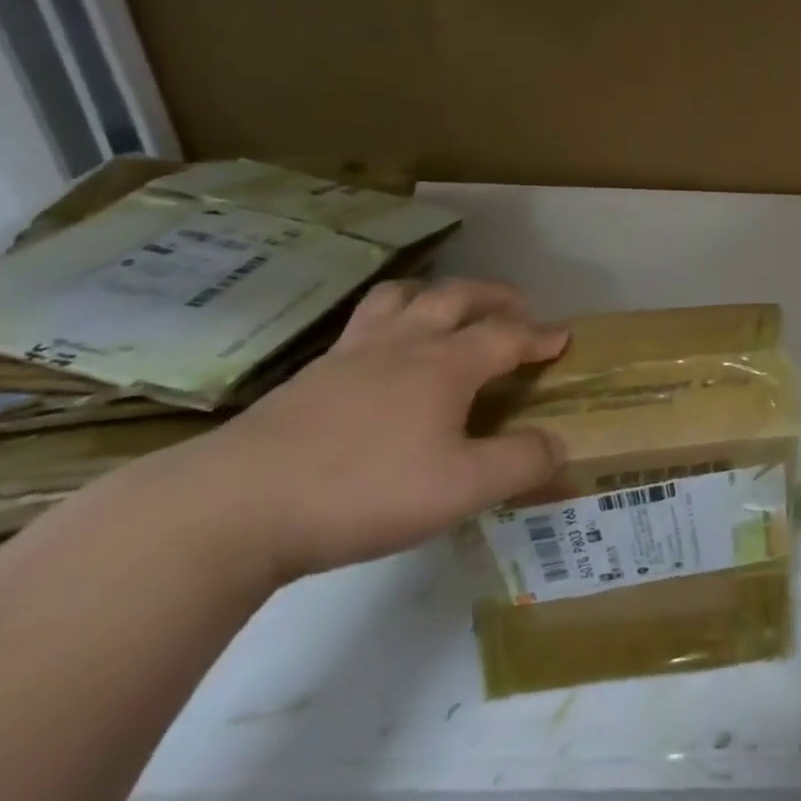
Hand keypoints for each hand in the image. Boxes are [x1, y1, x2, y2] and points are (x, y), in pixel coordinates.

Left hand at [170, 278, 570, 583]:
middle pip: (455, 296)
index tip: (563, 336)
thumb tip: (559, 445)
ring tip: (445, 312)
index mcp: (445, 364)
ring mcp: (351, 354)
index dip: (540, 334)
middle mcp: (403, 344)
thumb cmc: (365, 490)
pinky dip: (388, 321)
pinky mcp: (310, 376)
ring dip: (433, 295)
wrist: (237, 505)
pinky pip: (361, 325)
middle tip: (515, 307)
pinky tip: (382, 356)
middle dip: (493, 296)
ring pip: (399, 298)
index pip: (507, 335)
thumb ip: (520, 464)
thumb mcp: (462, 488)